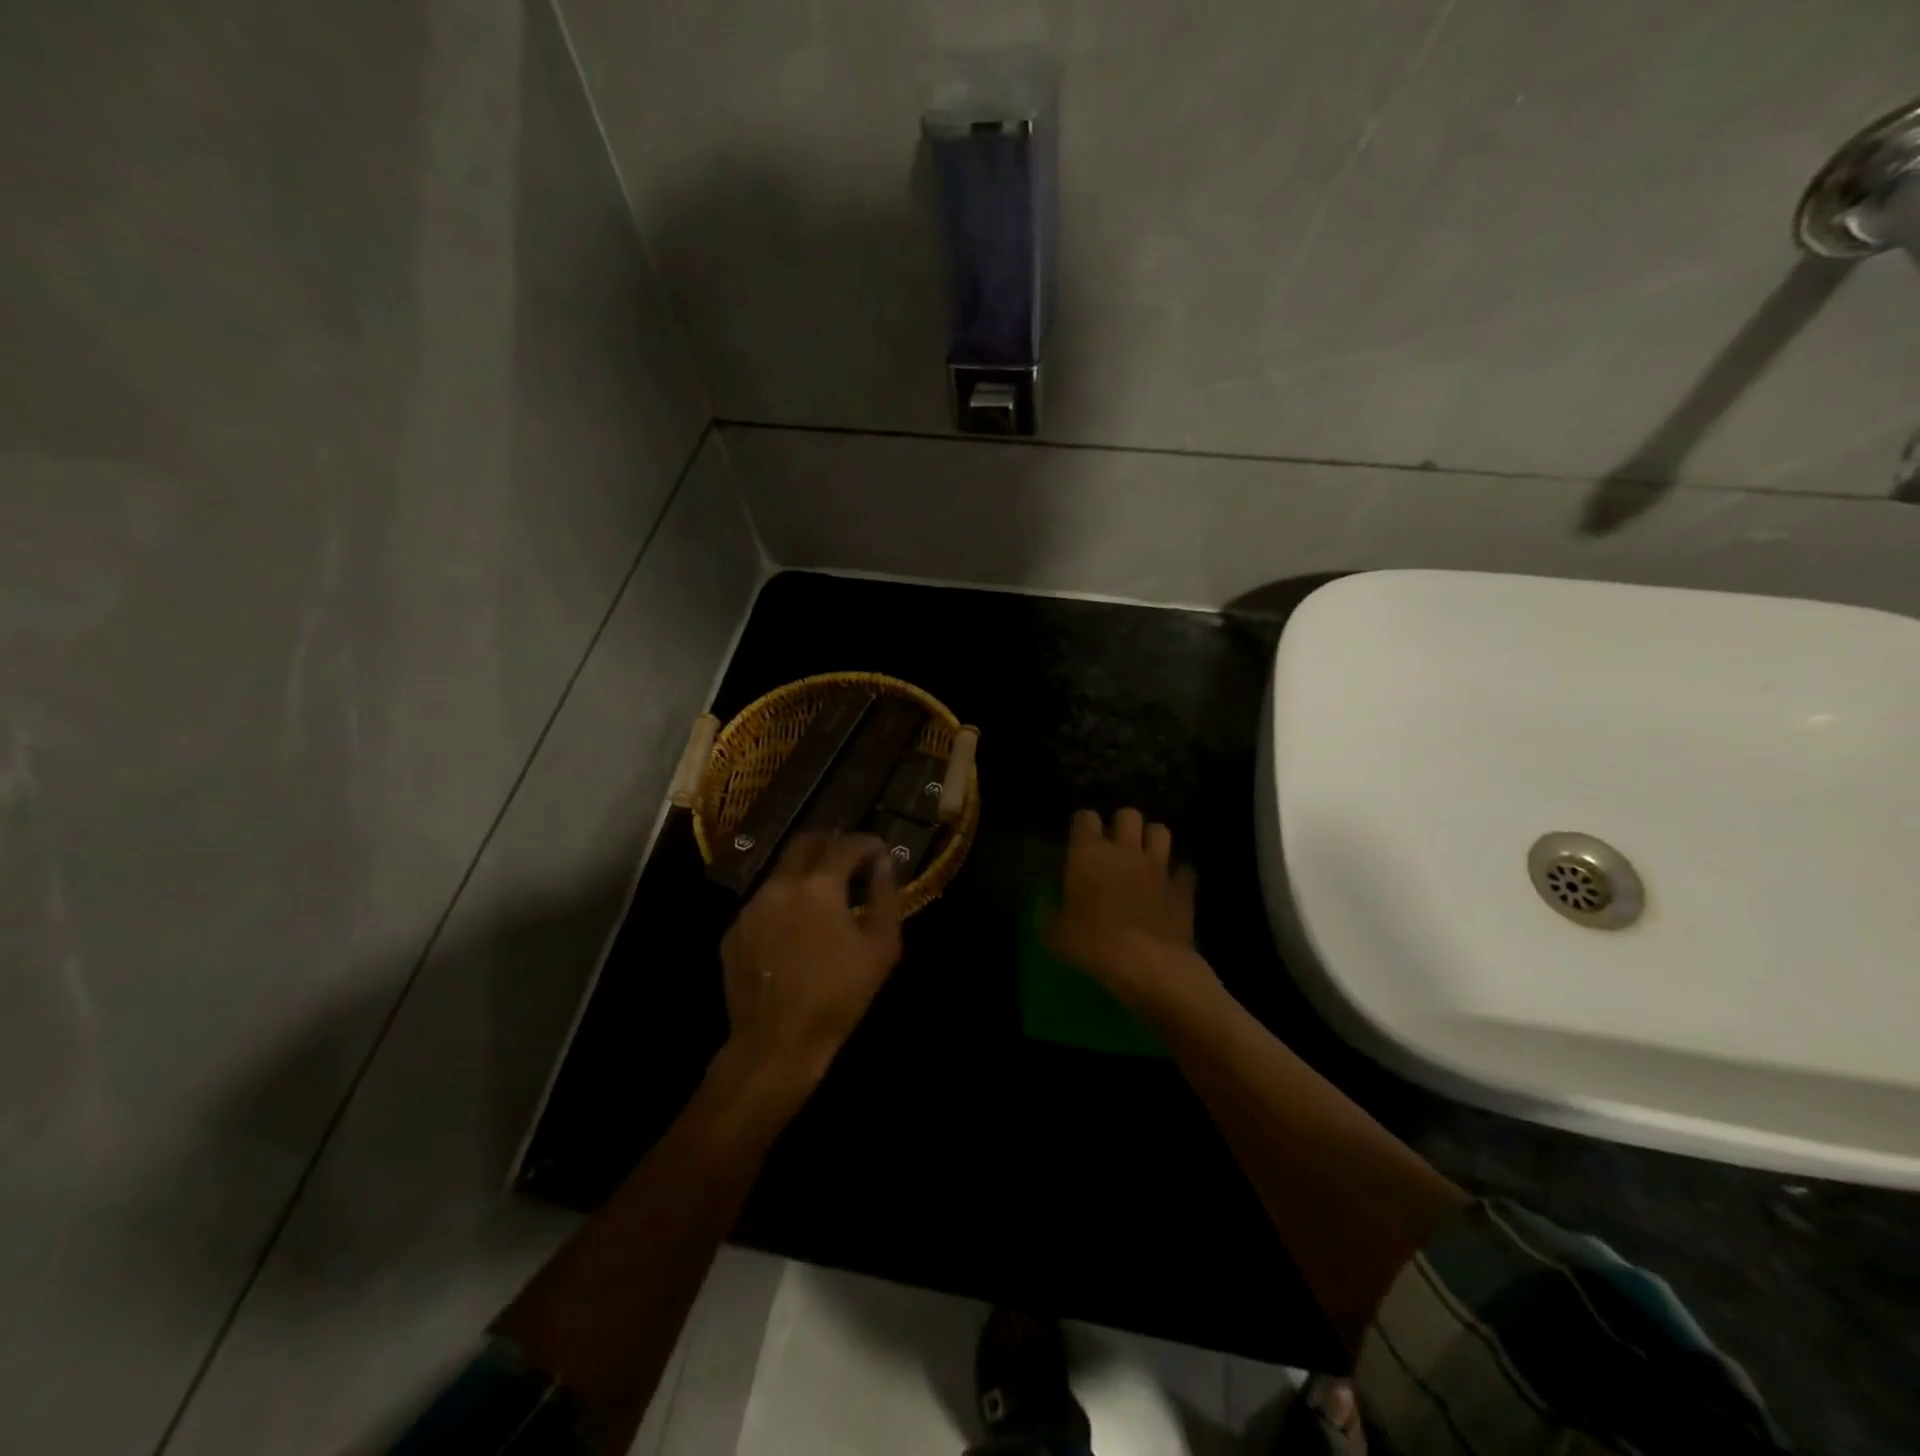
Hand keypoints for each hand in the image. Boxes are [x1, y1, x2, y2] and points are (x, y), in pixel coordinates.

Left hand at [718, 833, 903, 1094]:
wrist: (777, 1042)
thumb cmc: (838, 995)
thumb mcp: (881, 948)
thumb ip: (885, 896)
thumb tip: (884, 863)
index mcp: (818, 885)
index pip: (846, 845)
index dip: (867, 843)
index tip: (880, 852)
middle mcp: (779, 885)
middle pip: (805, 843)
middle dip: (832, 844)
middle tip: (851, 860)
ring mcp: (751, 907)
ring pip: (781, 872)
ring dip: (806, 874)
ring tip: (826, 898)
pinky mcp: (734, 930)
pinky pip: (765, 902)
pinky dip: (785, 902)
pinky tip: (797, 928)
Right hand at [1047, 808, 1213, 1013]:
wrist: (1146, 964)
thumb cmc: (1092, 944)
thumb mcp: (1054, 934)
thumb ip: (1048, 914)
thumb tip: (1046, 906)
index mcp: (1089, 853)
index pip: (1085, 817)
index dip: (1082, 824)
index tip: (1079, 838)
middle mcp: (1125, 850)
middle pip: (1128, 814)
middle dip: (1122, 824)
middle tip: (1115, 844)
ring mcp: (1158, 866)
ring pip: (1160, 831)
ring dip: (1152, 839)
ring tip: (1145, 855)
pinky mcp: (1183, 888)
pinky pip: (1184, 870)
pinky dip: (1178, 875)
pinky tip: (1171, 886)